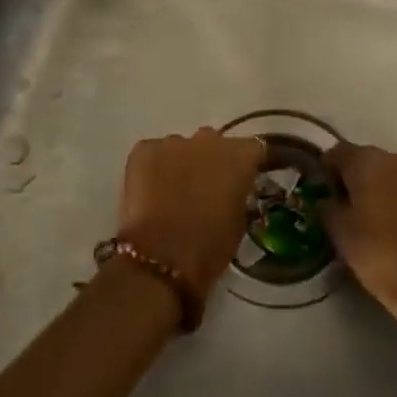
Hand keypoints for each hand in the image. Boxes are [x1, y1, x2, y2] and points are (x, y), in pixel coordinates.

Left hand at [117, 129, 264, 305]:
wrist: (162, 257)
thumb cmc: (210, 246)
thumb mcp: (239, 222)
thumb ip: (239, 194)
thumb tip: (232, 189)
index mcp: (239, 156)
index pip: (253, 148)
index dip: (248, 164)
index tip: (245, 179)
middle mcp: (208, 140)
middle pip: (214, 143)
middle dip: (212, 161)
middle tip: (207, 188)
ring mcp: (173, 142)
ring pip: (182, 148)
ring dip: (183, 164)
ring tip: (174, 193)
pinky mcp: (143, 150)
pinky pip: (154, 153)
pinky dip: (155, 168)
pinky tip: (151, 192)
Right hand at [320, 144, 396, 324]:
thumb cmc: (382, 259)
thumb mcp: (341, 236)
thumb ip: (328, 208)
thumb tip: (326, 198)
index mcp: (370, 163)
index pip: (340, 152)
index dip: (330, 169)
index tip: (327, 191)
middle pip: (375, 162)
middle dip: (365, 180)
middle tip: (360, 210)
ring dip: (396, 190)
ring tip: (393, 222)